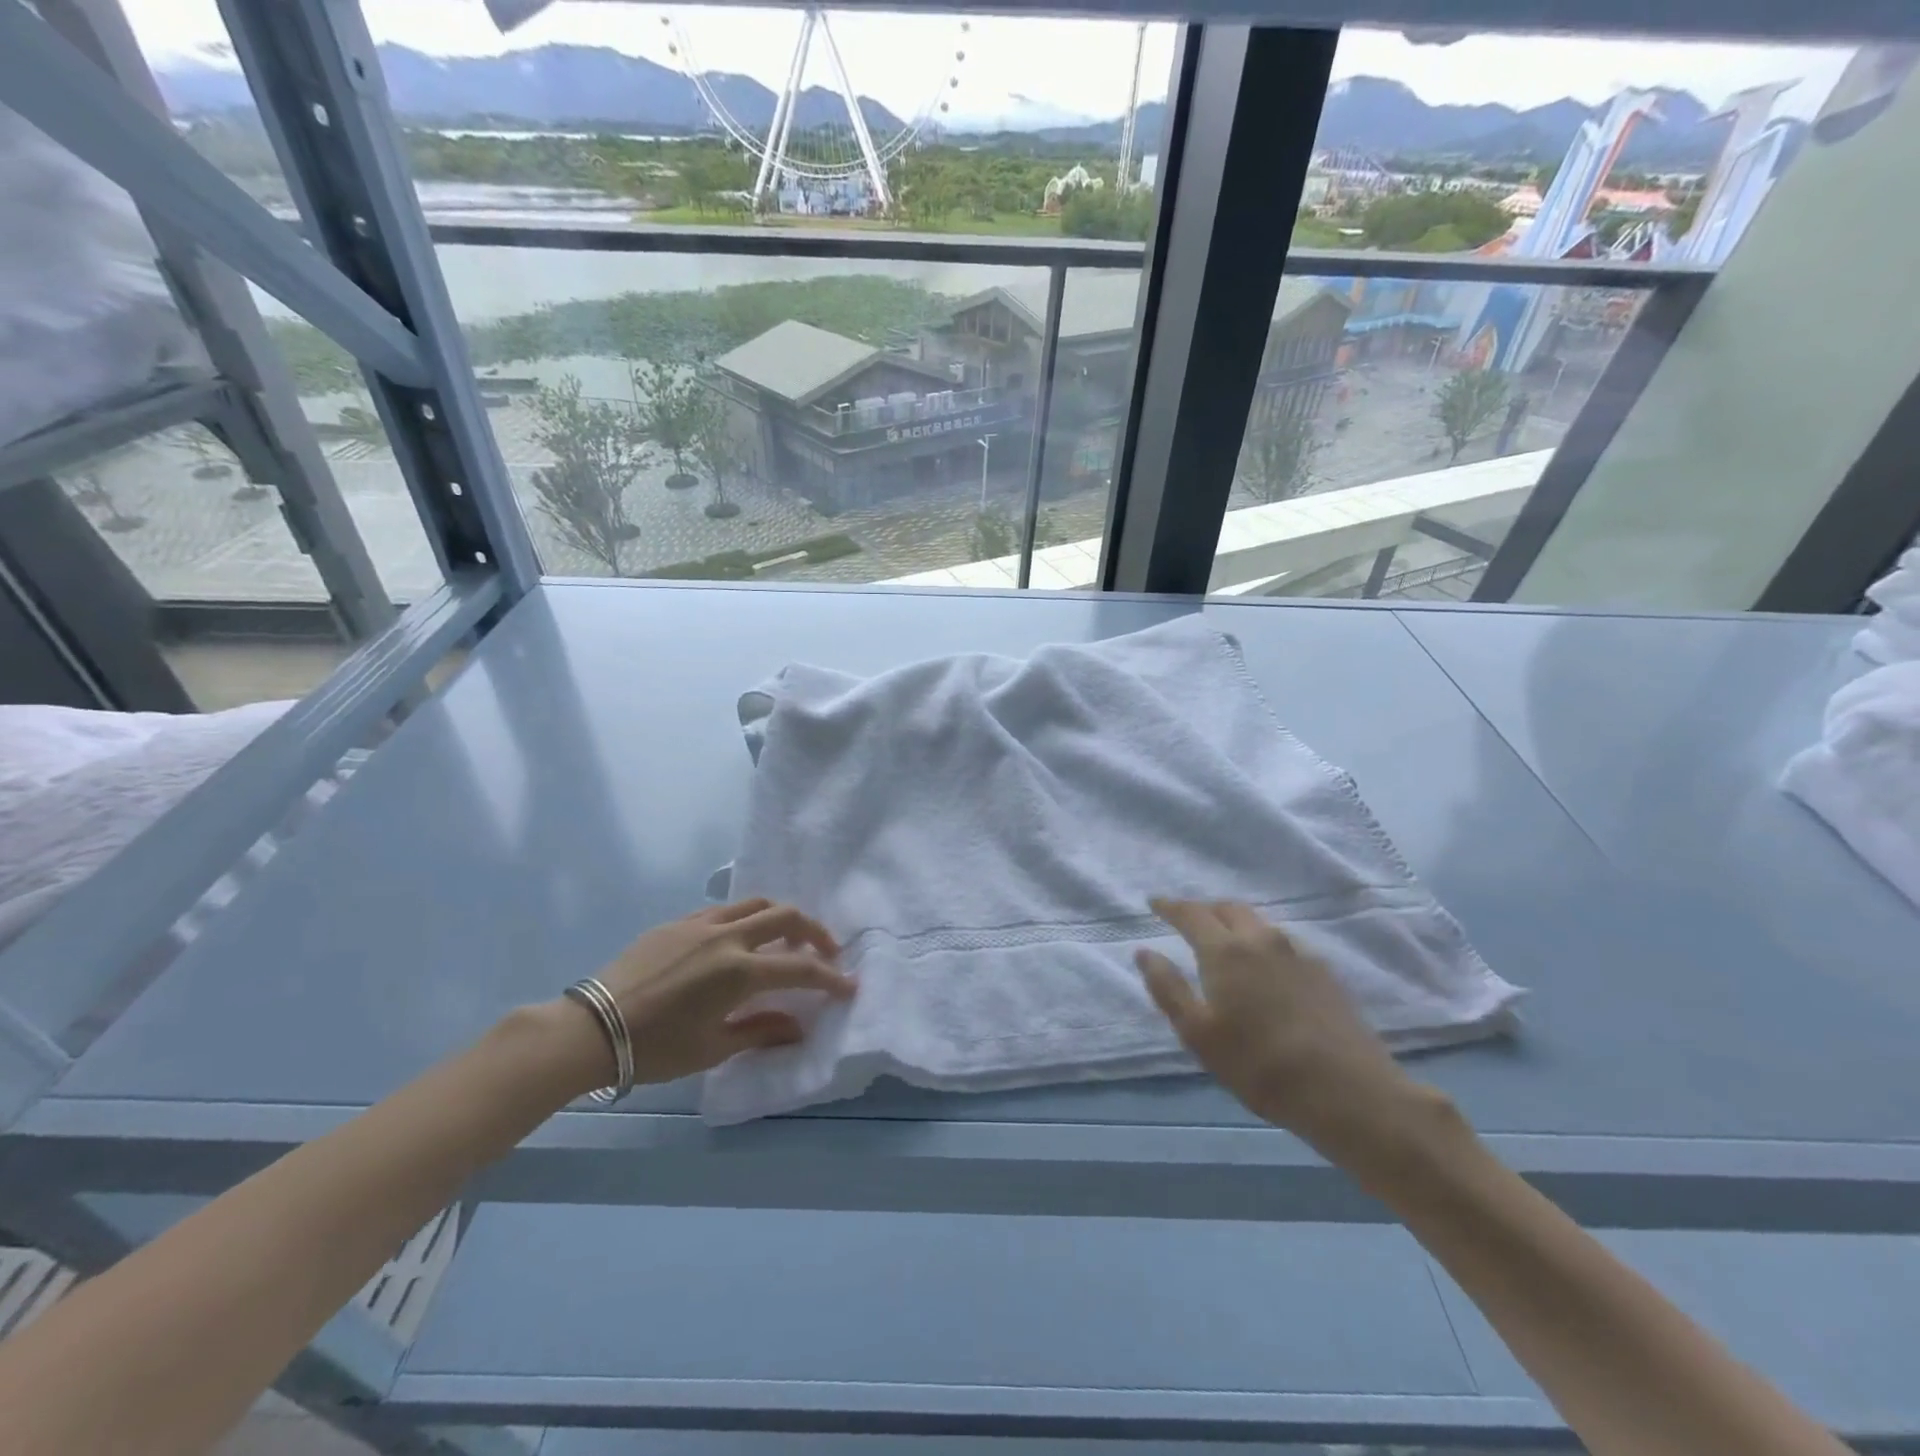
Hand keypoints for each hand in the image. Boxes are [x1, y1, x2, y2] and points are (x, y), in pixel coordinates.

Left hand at [569, 898, 855, 1089]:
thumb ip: (761, 1030)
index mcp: (740, 971)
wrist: (591, 1029)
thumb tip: (798, 1026)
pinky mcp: (679, 922)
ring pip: (756, 903)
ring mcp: (702, 924)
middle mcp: (728, 937)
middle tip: (825, 952)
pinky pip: (724, 910)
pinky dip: (746, 918)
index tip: (849, 985)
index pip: (800, 968)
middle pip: (787, 916)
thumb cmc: (656, 1048)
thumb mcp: (713, 1048)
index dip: (830, 977)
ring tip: (788, 937)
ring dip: (782, 917)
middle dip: (815, 932)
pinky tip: (741, 939)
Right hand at [1136, 897, 1430, 1161]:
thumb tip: (1145, 952)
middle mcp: (1262, 940)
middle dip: (1204, 909)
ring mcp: (1299, 953)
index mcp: (1225, 951)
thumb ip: (1168, 989)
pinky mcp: (1325, 973)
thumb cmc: (1259, 1066)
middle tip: (1188, 921)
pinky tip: (1266, 967)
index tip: (1154, 903)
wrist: (1348, 1092)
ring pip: (1259, 923)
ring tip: (1224, 941)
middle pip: (1228, 908)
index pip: (1191, 914)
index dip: (1170, 906)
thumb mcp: (1199, 1034)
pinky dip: (1263, 942)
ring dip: (1235, 923)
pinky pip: (1284, 942)